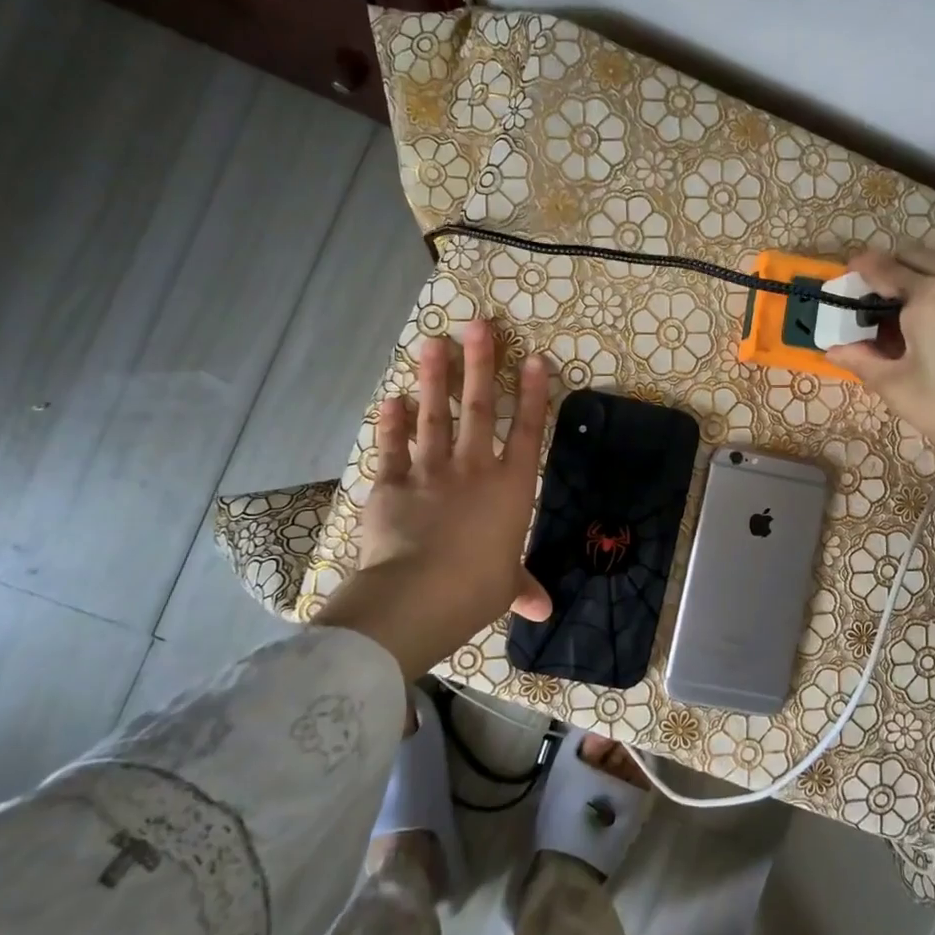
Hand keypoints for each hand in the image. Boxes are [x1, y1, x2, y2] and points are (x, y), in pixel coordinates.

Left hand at [314, 320, 552, 678]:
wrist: (418, 595)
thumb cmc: (476, 588)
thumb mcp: (505, 588)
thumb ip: (522, 586)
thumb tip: (543, 608)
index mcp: (510, 489)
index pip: (529, 432)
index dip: (534, 395)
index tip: (535, 360)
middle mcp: (474, 468)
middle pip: (480, 408)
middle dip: (481, 365)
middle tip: (478, 326)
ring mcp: (431, 471)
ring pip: (435, 416)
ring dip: (434, 378)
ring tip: (433, 342)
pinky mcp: (393, 483)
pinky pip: (393, 446)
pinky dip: (392, 422)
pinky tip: (391, 399)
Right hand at [826, 248, 934, 490]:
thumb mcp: (901, 390)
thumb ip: (863, 362)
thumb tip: (834, 349)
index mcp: (929, 295)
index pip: (881, 267)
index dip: (855, 273)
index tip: (840, 287)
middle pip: (912, 256)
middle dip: (885, 272)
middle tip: (868, 307)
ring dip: (914, 280)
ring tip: (899, 323)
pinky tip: (934, 331)